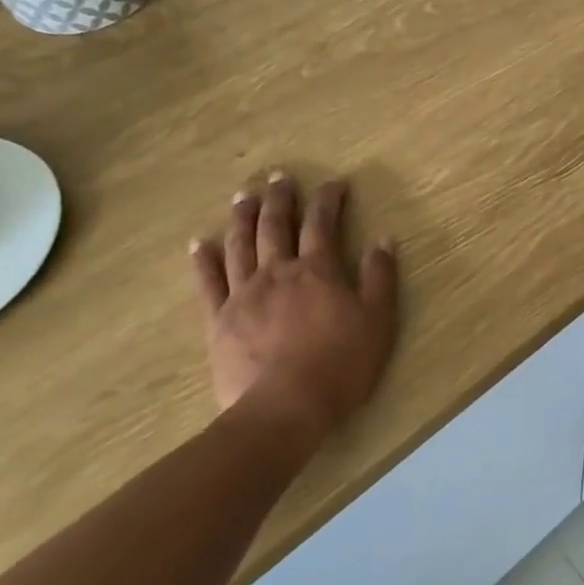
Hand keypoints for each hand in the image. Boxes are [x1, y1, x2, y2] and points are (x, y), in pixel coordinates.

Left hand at [190, 174, 398, 428]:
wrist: (286, 408)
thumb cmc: (341, 364)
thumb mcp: (378, 320)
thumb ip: (380, 277)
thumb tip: (383, 240)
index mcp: (317, 271)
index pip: (322, 223)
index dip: (328, 199)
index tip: (334, 183)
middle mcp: (278, 272)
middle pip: (275, 225)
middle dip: (280, 198)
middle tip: (279, 176)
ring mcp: (244, 294)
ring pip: (240, 245)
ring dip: (242, 216)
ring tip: (244, 195)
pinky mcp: (219, 320)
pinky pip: (208, 282)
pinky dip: (203, 260)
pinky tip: (200, 243)